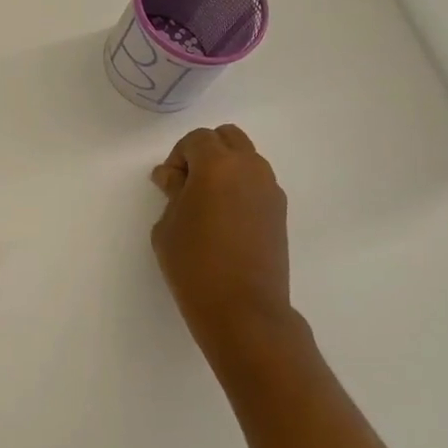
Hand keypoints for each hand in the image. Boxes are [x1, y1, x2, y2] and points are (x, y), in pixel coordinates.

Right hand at [151, 125, 292, 347]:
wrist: (243, 309)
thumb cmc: (194, 265)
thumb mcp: (168, 226)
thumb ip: (172, 192)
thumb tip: (173, 176)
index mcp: (218, 165)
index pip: (197, 139)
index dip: (178, 157)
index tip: (168, 185)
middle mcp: (249, 168)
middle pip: (228, 138)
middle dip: (205, 152)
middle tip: (187, 185)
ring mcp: (270, 189)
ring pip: (246, 158)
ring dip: (225, 168)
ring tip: (207, 203)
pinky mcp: (280, 211)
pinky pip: (257, 183)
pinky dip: (240, 187)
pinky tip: (225, 218)